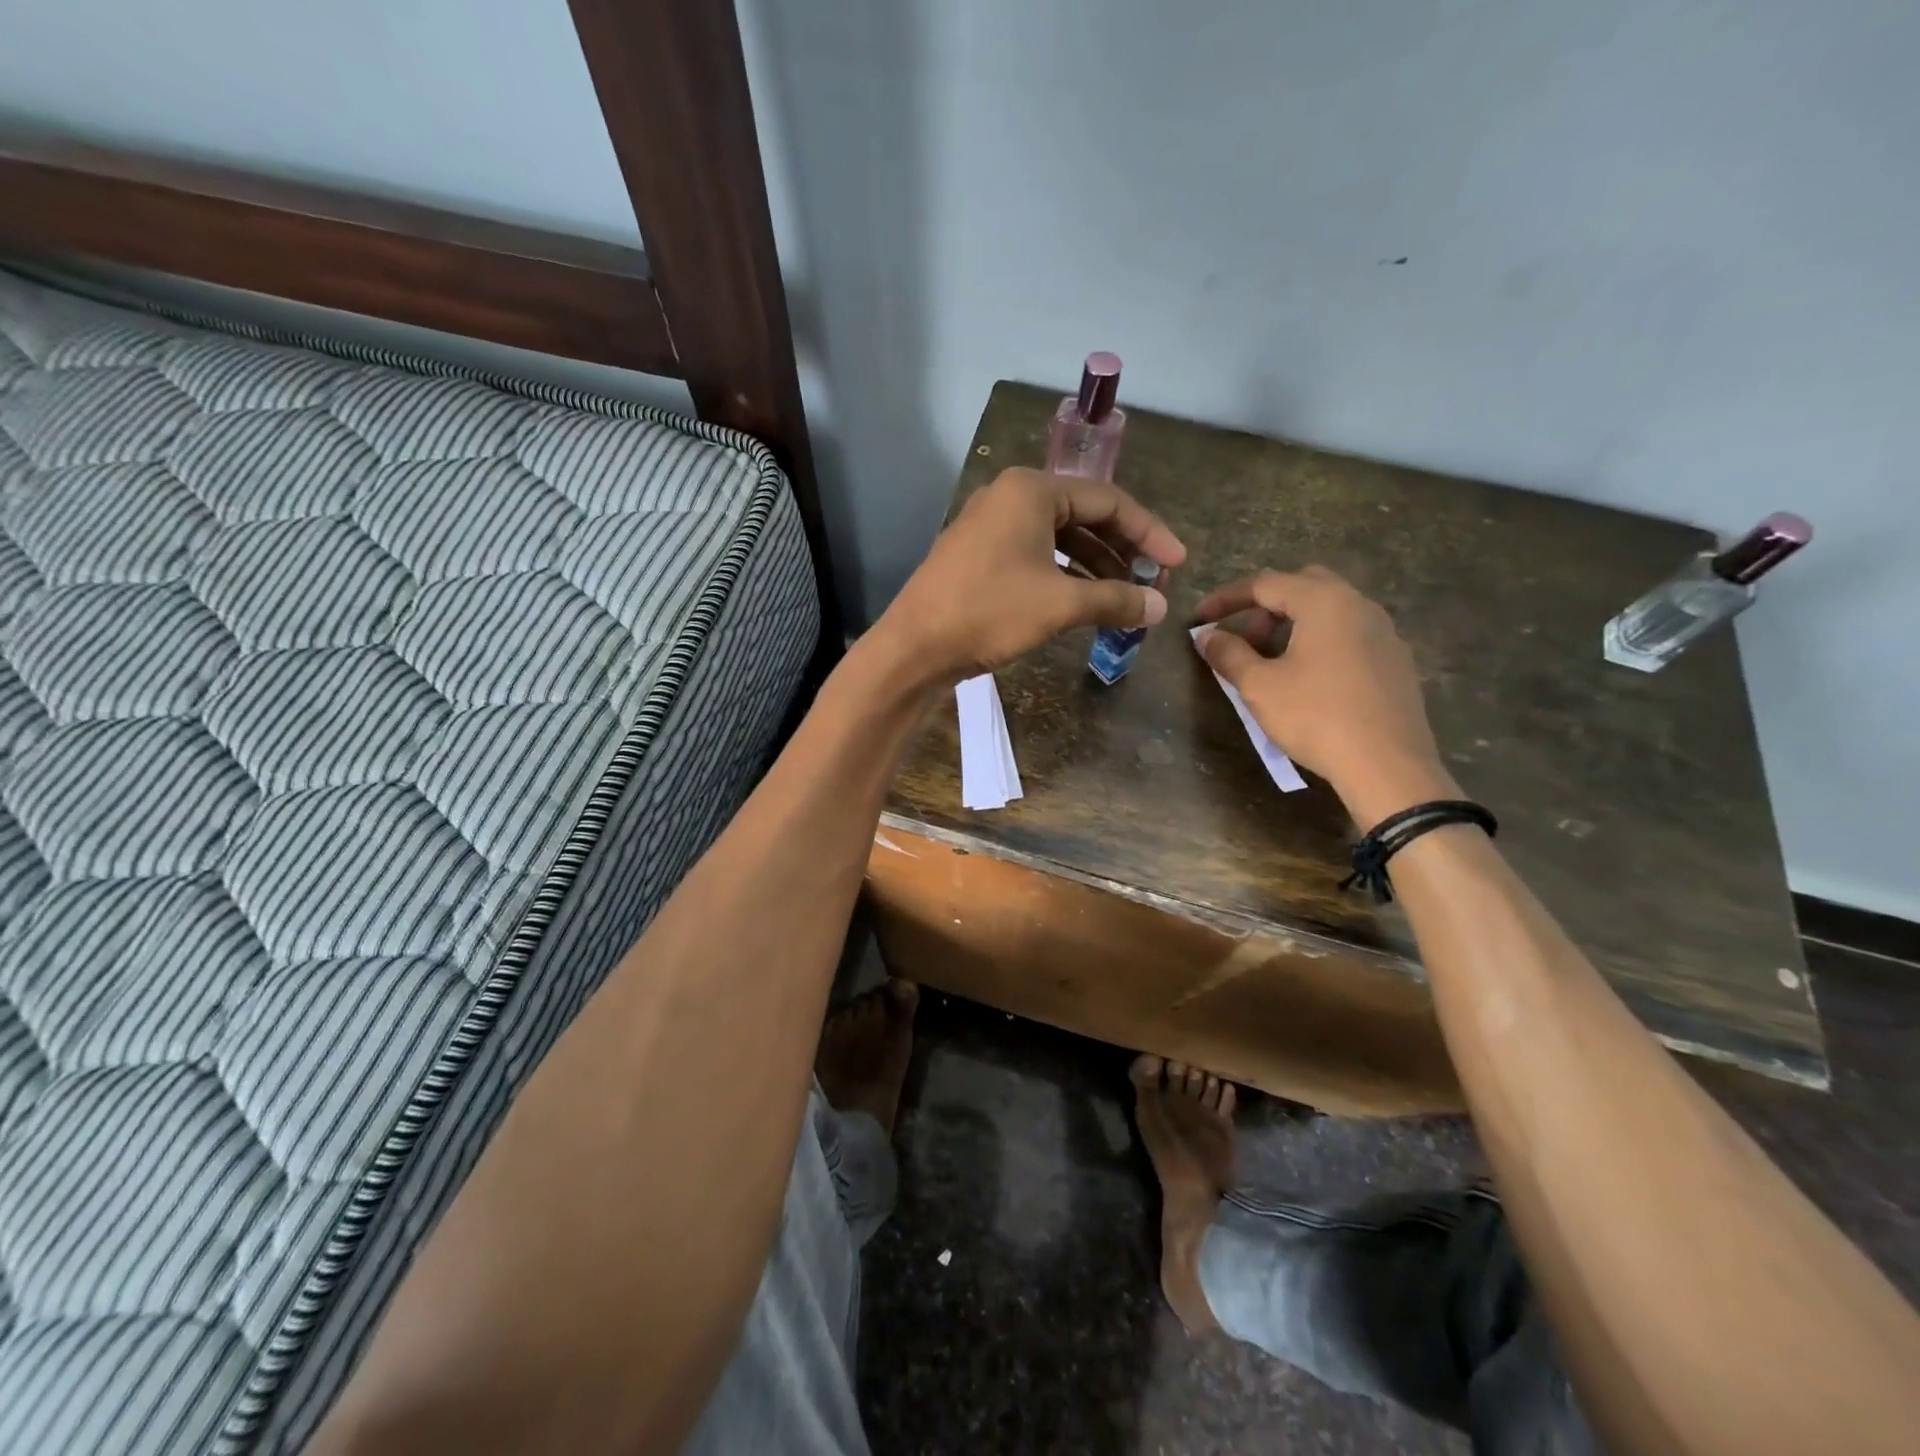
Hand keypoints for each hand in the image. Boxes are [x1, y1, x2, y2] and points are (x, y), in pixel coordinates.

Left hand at [873, 468, 1185, 684]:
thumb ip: (1115, 600)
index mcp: (1032, 491)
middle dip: (1121, 549)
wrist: (915, 646)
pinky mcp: (978, 555)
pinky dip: (1063, 575)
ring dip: (1094, 566)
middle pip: (1084, 515)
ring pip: (1058, 538)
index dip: (1148, 533)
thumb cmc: (990, 612)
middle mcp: (1010, 497)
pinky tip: (1082, 602)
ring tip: (1123, 597)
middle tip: (1152, 581)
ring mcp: (989, 526)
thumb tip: (1160, 607)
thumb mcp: (1060, 605)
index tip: (1177, 564)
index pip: (1109, 500)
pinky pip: (1034, 555)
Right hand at [1193, 567, 1457, 825]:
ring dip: (1293, 625)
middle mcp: (1359, 605)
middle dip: (1264, 608)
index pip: (1265, 584)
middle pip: (1302, 587)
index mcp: (1325, 601)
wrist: (1387, 765)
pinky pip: (1350, 635)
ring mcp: (1384, 632)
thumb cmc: (1316, 717)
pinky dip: (1320, 642)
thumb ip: (1228, 654)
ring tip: (1272, 663)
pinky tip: (1309, 680)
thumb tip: (1206, 636)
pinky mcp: (1396, 661)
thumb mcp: (1259, 686)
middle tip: (1243, 641)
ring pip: (1330, 611)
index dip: (1226, 599)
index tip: (1200, 621)